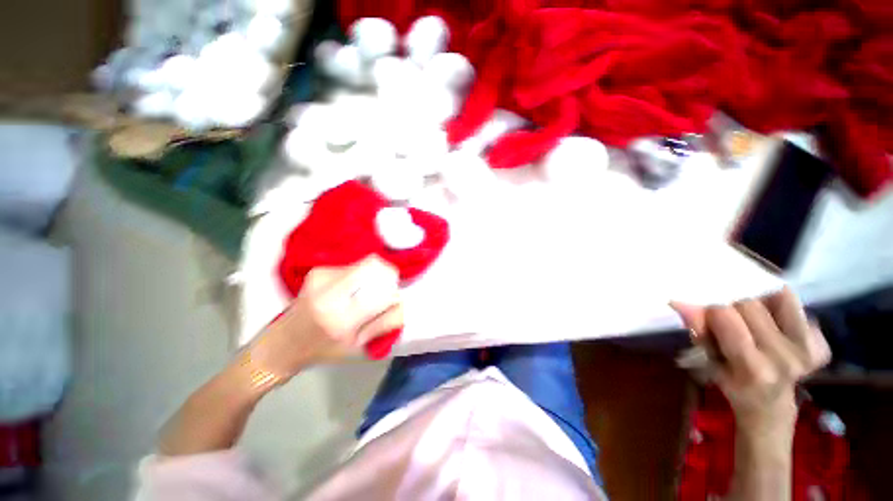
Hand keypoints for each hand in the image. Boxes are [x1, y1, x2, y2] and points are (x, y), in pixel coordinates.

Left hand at [249, 255, 402, 380]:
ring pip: (364, 263)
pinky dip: (359, 276)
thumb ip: (385, 322)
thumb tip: (400, 301)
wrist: (281, 344)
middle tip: (383, 290)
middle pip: (373, 265)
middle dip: (386, 275)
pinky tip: (349, 290)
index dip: (394, 289)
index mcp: (342, 318)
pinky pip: (352, 265)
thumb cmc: (322, 351)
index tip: (392, 297)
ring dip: (372, 276)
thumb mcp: (358, 347)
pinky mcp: (318, 270)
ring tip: (362, 294)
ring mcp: (321, 276)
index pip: (381, 289)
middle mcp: (329, 291)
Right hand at [671, 287, 829, 431]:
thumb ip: (699, 330)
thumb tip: (679, 301)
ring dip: (759, 303)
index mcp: (752, 367)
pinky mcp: (821, 345)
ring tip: (755, 319)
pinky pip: (797, 307)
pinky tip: (776, 322)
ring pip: (775, 297)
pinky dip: (781, 307)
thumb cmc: (730, 382)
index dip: (712, 310)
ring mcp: (807, 351)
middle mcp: (784, 358)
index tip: (709, 316)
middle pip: (750, 304)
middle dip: (735, 306)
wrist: (769, 403)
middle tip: (733, 318)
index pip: (725, 314)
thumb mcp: (708, 360)